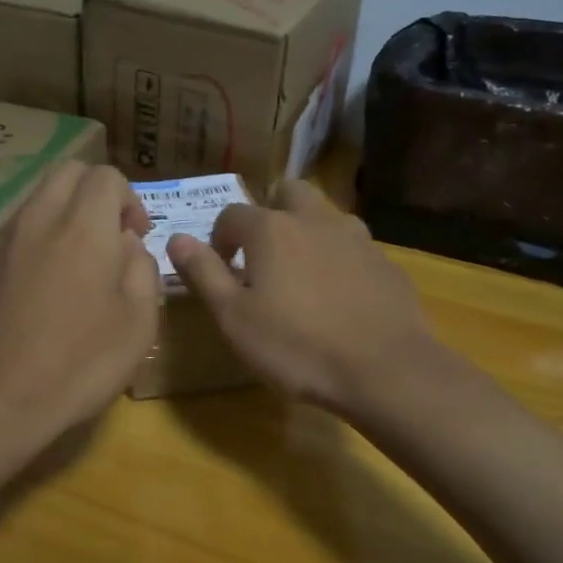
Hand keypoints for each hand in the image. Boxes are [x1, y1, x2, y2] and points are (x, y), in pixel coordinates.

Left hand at [0, 162, 159, 449]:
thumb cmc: (80, 364)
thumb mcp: (138, 323)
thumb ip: (142, 269)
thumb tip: (127, 244)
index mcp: (83, 227)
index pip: (106, 176)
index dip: (130, 199)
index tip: (137, 238)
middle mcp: (39, 219)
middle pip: (67, 172)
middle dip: (96, 192)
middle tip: (111, 236)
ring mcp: (3, 240)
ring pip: (38, 197)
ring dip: (65, 212)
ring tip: (80, 261)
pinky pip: (18, 228)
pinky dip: (40, 235)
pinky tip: (47, 282)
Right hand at [166, 180, 439, 413]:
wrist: (385, 370)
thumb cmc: (296, 346)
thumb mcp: (234, 318)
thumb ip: (204, 273)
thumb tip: (176, 239)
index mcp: (271, 229)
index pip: (231, 214)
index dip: (219, 239)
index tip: (222, 270)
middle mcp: (314, 219)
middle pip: (287, 192)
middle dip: (270, 212)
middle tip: (262, 254)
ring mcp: (357, 237)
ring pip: (325, 216)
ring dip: (307, 232)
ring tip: (302, 275)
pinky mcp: (386, 262)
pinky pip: (353, 247)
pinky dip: (339, 259)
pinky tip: (340, 297)